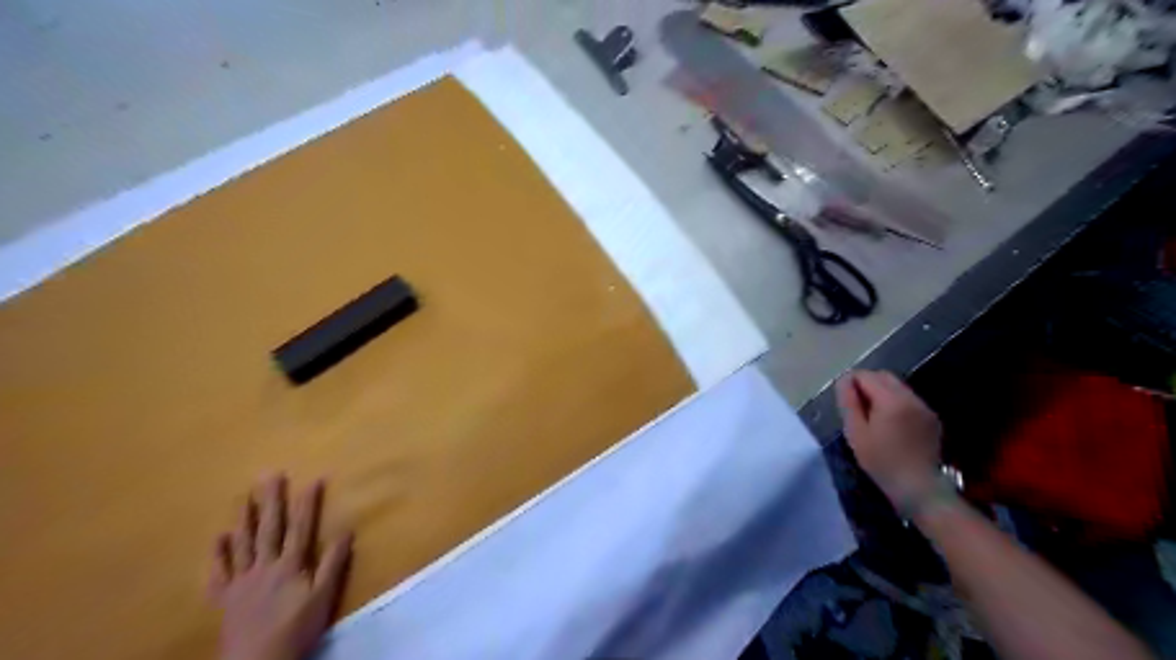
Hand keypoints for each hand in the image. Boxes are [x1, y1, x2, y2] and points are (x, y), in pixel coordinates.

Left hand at [208, 476, 353, 659]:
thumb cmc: (297, 628)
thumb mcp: (324, 596)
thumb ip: (333, 563)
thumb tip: (346, 529)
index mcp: (290, 564)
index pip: (301, 526)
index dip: (308, 502)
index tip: (314, 478)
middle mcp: (264, 566)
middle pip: (269, 528)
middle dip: (272, 500)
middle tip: (270, 474)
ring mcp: (241, 581)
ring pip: (242, 543)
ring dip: (244, 518)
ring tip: (244, 495)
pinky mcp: (225, 598)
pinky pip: (219, 573)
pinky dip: (218, 555)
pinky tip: (218, 538)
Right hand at [834, 370, 944, 506]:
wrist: (918, 487)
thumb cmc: (881, 461)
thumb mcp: (856, 433)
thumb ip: (849, 403)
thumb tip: (843, 381)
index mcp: (891, 400)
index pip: (866, 375)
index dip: (851, 383)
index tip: (845, 402)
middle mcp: (911, 397)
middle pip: (884, 376)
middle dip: (866, 384)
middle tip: (856, 407)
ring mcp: (924, 407)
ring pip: (897, 387)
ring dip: (881, 393)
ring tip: (873, 416)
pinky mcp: (931, 418)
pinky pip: (908, 400)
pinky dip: (895, 403)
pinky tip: (890, 424)